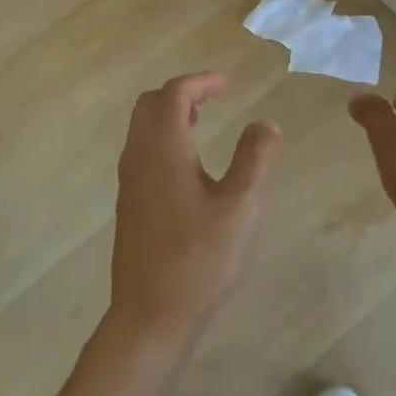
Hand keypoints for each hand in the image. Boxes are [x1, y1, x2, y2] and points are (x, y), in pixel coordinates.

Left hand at [108, 73, 280, 352]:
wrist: (150, 314)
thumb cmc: (199, 258)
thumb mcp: (240, 206)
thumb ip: (254, 159)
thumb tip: (265, 123)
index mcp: (163, 149)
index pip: (174, 95)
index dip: (201, 82)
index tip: (228, 83)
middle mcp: (138, 157)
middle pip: (150, 105)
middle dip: (181, 93)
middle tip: (213, 97)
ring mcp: (129, 182)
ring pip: (142, 129)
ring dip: (169, 116)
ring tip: (202, 122)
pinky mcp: (129, 204)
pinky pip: (141, 152)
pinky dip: (163, 139)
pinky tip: (189, 164)